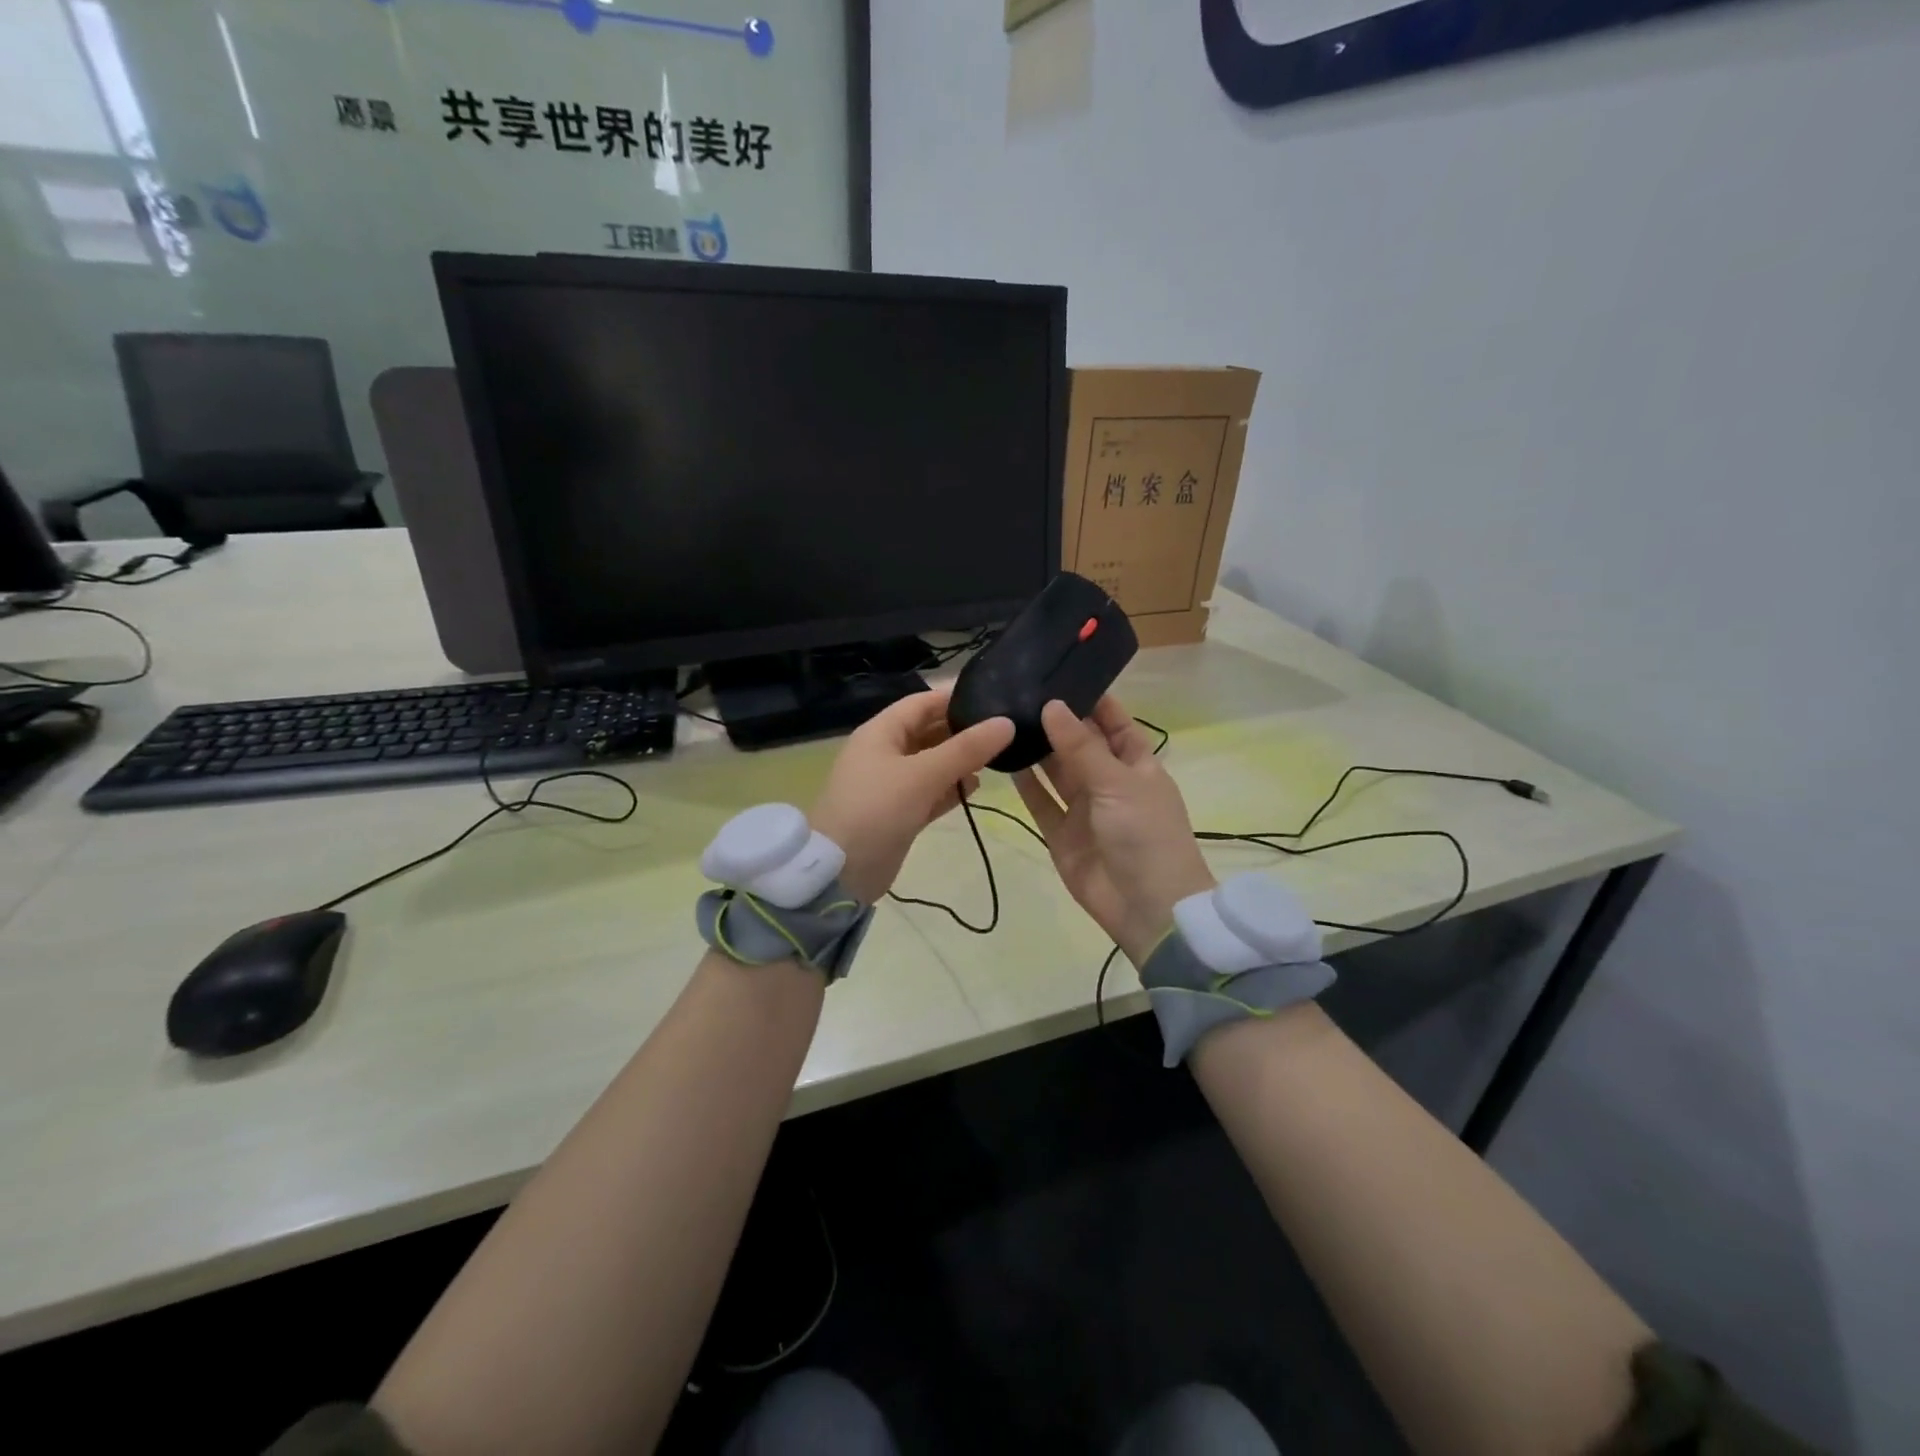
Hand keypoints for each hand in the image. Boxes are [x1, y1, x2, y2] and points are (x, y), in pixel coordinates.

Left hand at [809, 688, 1014, 904]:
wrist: (840, 872)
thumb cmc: (877, 810)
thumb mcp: (922, 775)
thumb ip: (966, 749)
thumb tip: (1007, 723)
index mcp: (881, 733)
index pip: (922, 703)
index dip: (955, 698)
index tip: (993, 698)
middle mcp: (885, 753)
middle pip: (928, 732)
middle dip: (962, 731)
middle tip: (1004, 730)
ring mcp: (891, 785)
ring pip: (931, 763)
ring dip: (959, 761)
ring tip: (998, 757)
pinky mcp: (899, 813)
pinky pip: (930, 792)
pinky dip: (950, 788)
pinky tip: (976, 787)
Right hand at [1014, 696, 1216, 966]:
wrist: (1148, 909)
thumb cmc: (1146, 835)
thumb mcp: (1118, 783)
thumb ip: (1081, 746)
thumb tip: (1052, 704)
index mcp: (1136, 764)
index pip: (1114, 722)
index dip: (1092, 700)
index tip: (1060, 673)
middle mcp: (1109, 782)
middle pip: (1079, 744)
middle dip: (1056, 721)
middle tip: (1019, 691)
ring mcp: (1084, 809)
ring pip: (1056, 772)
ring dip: (1037, 749)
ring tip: (1005, 718)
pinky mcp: (1061, 834)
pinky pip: (1041, 803)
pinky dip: (1025, 784)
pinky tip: (1004, 759)